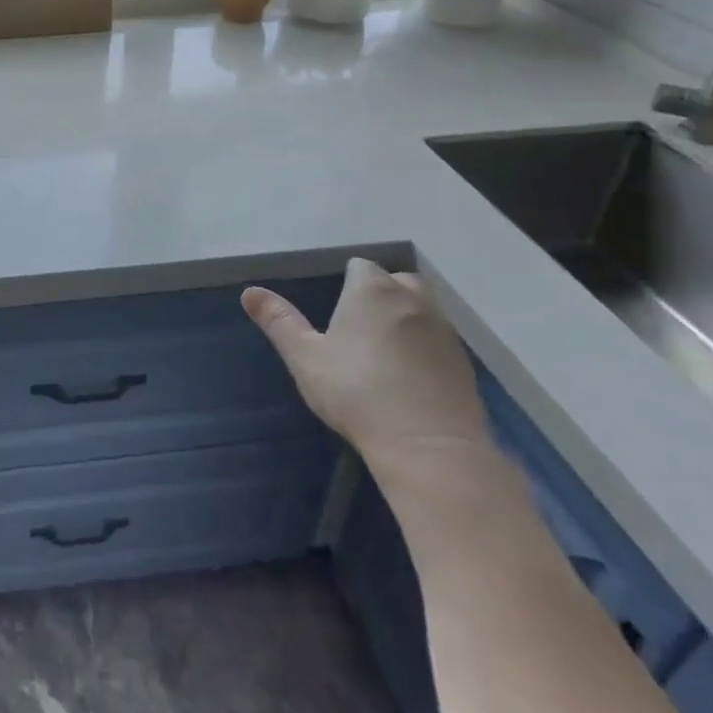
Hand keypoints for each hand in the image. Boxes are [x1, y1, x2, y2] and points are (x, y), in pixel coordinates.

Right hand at [242, 259, 489, 468]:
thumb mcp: (305, 357)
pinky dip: (424, 347)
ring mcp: (444, 329)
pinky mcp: (463, 361)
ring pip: (421, 308)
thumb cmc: (356, 393)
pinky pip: (438, 339)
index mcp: (372, 291)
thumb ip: (279, 321)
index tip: (335, 311)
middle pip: (396, 281)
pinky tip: (409, 376)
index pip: (360, 266)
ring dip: (404, 319)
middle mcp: (413, 299)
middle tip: (357, 328)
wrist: (428, 446)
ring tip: (383, 352)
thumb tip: (249, 291)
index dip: (346, 283)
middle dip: (380, 294)